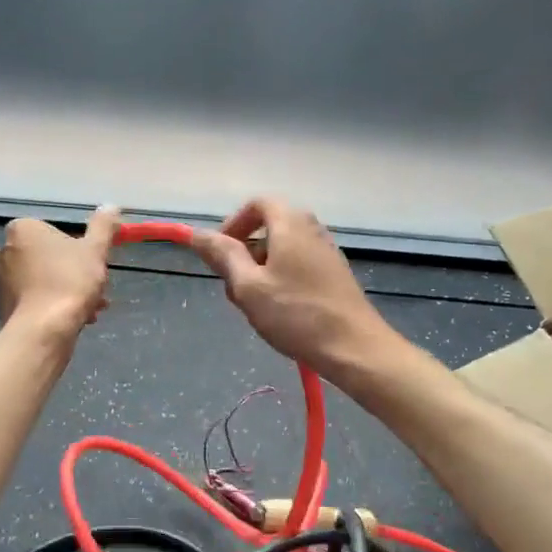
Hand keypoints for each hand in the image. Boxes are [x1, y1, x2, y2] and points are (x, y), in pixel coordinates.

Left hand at [0, 206, 119, 339]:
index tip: (95, 264)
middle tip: (97, 290)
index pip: (55, 231)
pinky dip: (54, 307)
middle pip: (50, 258)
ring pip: (45, 281)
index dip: (79, 248)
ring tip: (92, 311)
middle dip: (76, 274)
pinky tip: (76, 321)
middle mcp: (5, 251)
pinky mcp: (4, 307)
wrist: (43, 331)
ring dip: (69, 292)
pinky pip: (35, 301)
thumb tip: (111, 206)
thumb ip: (103, 227)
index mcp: (22, 230)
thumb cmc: (69, 282)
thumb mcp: (95, 250)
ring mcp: (1, 281)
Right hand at [190, 198, 400, 383]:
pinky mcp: (335, 274)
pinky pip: (299, 265)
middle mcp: (312, 229)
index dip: (233, 224)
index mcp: (290, 223)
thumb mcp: (248, 286)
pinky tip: (280, 312)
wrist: (354, 347)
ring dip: (261, 270)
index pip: (257, 204)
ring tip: (255, 304)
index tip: (220, 254)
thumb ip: (223, 256)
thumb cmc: (295, 314)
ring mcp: (327, 251)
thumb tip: (197, 233)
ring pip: (283, 249)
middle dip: (245, 252)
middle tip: (234, 286)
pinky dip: (281, 279)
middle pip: (270, 226)